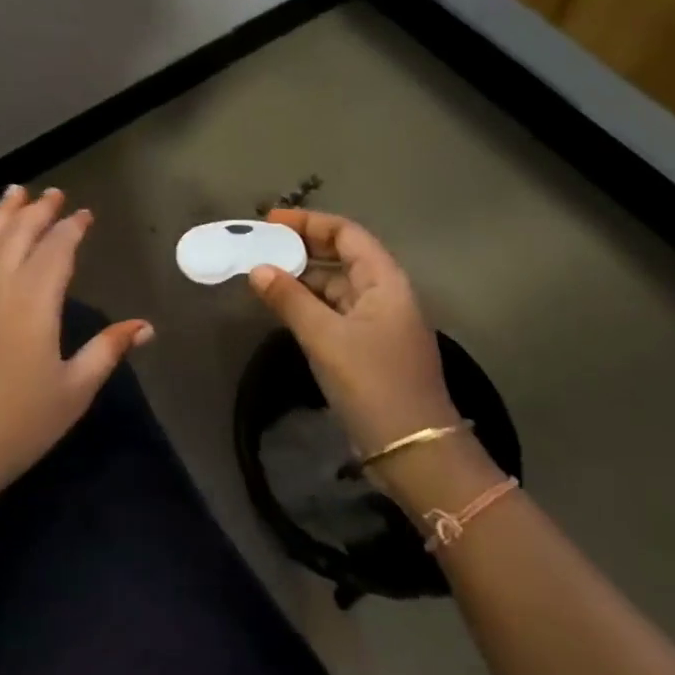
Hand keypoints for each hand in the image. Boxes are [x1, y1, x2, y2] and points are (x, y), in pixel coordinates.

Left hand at [0, 185, 152, 514]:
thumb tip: (145, 327)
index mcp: (35, 298)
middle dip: (39, 209)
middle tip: (53, 194)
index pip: (58, 247)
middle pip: (19, 231)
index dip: (73, 227)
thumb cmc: (14, 427)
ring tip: (15, 192)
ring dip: (2, 211)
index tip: (84, 215)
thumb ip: (107, 351)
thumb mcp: (72, 392)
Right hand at [247, 209, 458, 470]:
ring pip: (336, 287)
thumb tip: (258, 269)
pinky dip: (309, 306)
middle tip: (260, 246)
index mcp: (385, 282)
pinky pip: (335, 313)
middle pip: (342, 257)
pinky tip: (283, 309)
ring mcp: (378, 324)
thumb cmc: (374, 385)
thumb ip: (290, 300)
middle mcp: (385, 295)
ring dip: (303, 279)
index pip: (347, 233)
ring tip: (262, 275)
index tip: (269, 221)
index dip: (309, 222)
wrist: (416, 453)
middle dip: (302, 248)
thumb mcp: (326, 339)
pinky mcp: (368, 350)